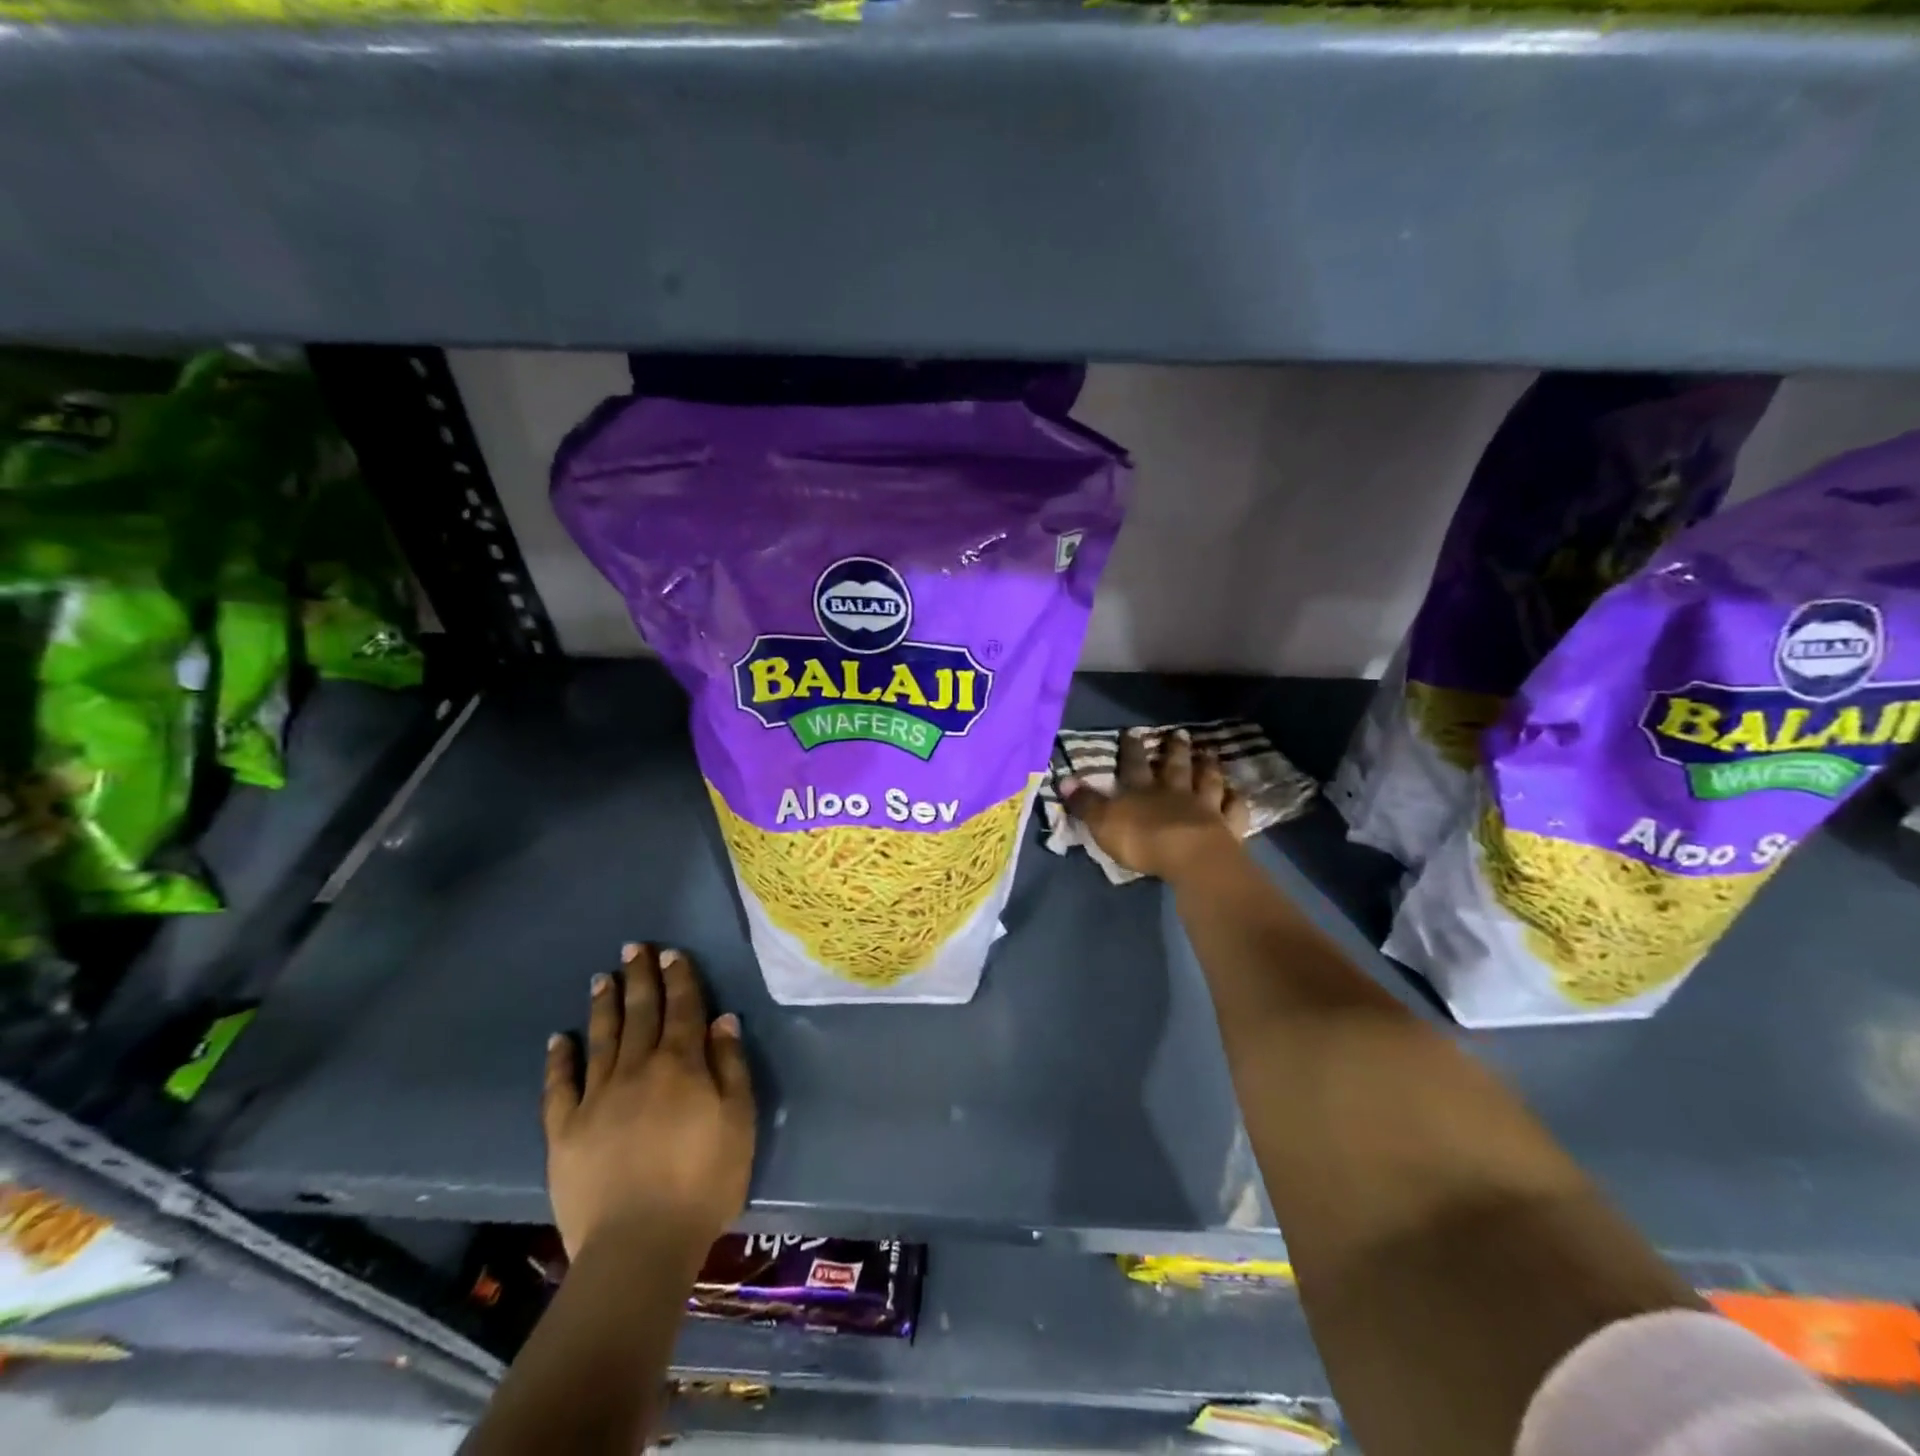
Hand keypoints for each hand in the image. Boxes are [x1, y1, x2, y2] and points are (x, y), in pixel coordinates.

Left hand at [542, 945, 754, 1265]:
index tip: (672, 954)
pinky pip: (559, 1087)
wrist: (638, 1247)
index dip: (679, 979)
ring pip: (602, 1039)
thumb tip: (723, 1021)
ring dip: (604, 1005)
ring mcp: (596, 1098)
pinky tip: (559, 1039)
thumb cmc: (703, 1183)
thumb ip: (731, 1068)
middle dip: (639, 978)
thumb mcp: (739, 1122)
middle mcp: (638, 1069)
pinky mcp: (564, 1131)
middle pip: (640, 1013)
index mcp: (681, 1066)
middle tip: (634, 947)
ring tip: (602, 977)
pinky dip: (559, 1060)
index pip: (683, 1009)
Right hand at [1061, 727, 1249, 883]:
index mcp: (1142, 791)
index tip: (1132, 732)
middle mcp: (1174, 792)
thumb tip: (1064, 779)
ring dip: (1207, 766)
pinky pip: (1234, 809)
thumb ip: (1085, 803)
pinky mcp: (1228, 826)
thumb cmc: (1142, 840)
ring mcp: (1205, 807)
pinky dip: (1236, 799)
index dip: (1132, 749)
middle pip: (1175, 767)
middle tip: (1180, 733)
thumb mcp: (1103, 822)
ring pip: (1206, 781)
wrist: (1190, 858)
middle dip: (1175, 749)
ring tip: (1209, 752)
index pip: (1134, 765)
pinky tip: (1237, 793)